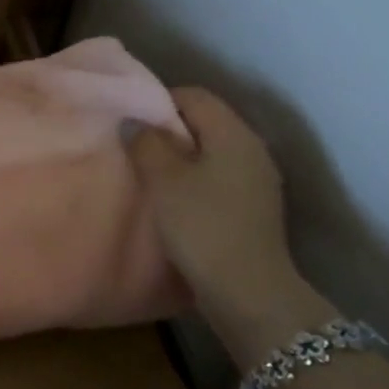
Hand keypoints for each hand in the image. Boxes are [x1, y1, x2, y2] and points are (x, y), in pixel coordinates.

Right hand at [126, 88, 298, 311]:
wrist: (248, 292)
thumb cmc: (202, 226)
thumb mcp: (163, 180)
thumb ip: (145, 142)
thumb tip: (134, 122)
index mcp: (234, 135)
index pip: (195, 96)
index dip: (159, 101)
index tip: (130, 121)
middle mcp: (252, 150)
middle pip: (205, 122)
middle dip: (168, 129)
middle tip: (134, 145)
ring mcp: (258, 180)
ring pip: (211, 151)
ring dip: (180, 156)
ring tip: (149, 173)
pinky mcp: (254, 207)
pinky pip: (218, 176)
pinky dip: (194, 178)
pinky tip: (174, 198)